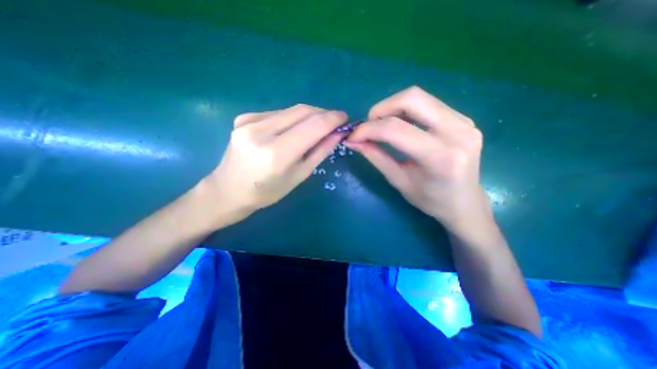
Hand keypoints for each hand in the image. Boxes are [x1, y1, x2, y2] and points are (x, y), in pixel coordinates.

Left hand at [205, 105, 348, 221]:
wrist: (229, 190)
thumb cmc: (268, 192)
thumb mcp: (299, 175)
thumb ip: (320, 151)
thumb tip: (338, 133)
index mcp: (276, 153)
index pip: (313, 126)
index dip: (333, 119)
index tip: (345, 119)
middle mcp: (260, 131)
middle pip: (303, 111)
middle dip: (323, 114)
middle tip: (334, 123)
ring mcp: (249, 121)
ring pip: (291, 110)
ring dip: (309, 116)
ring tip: (316, 128)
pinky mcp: (244, 117)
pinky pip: (278, 113)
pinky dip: (292, 119)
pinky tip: (293, 130)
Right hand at [345, 86, 488, 233]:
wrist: (465, 202)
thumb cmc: (430, 200)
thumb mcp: (398, 181)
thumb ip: (376, 157)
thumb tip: (353, 141)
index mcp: (440, 157)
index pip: (396, 130)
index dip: (369, 129)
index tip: (353, 135)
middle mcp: (457, 132)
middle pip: (411, 99)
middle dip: (381, 109)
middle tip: (369, 125)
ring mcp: (464, 122)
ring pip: (420, 97)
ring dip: (393, 107)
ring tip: (381, 125)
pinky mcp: (464, 118)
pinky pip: (428, 103)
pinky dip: (406, 110)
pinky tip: (400, 125)